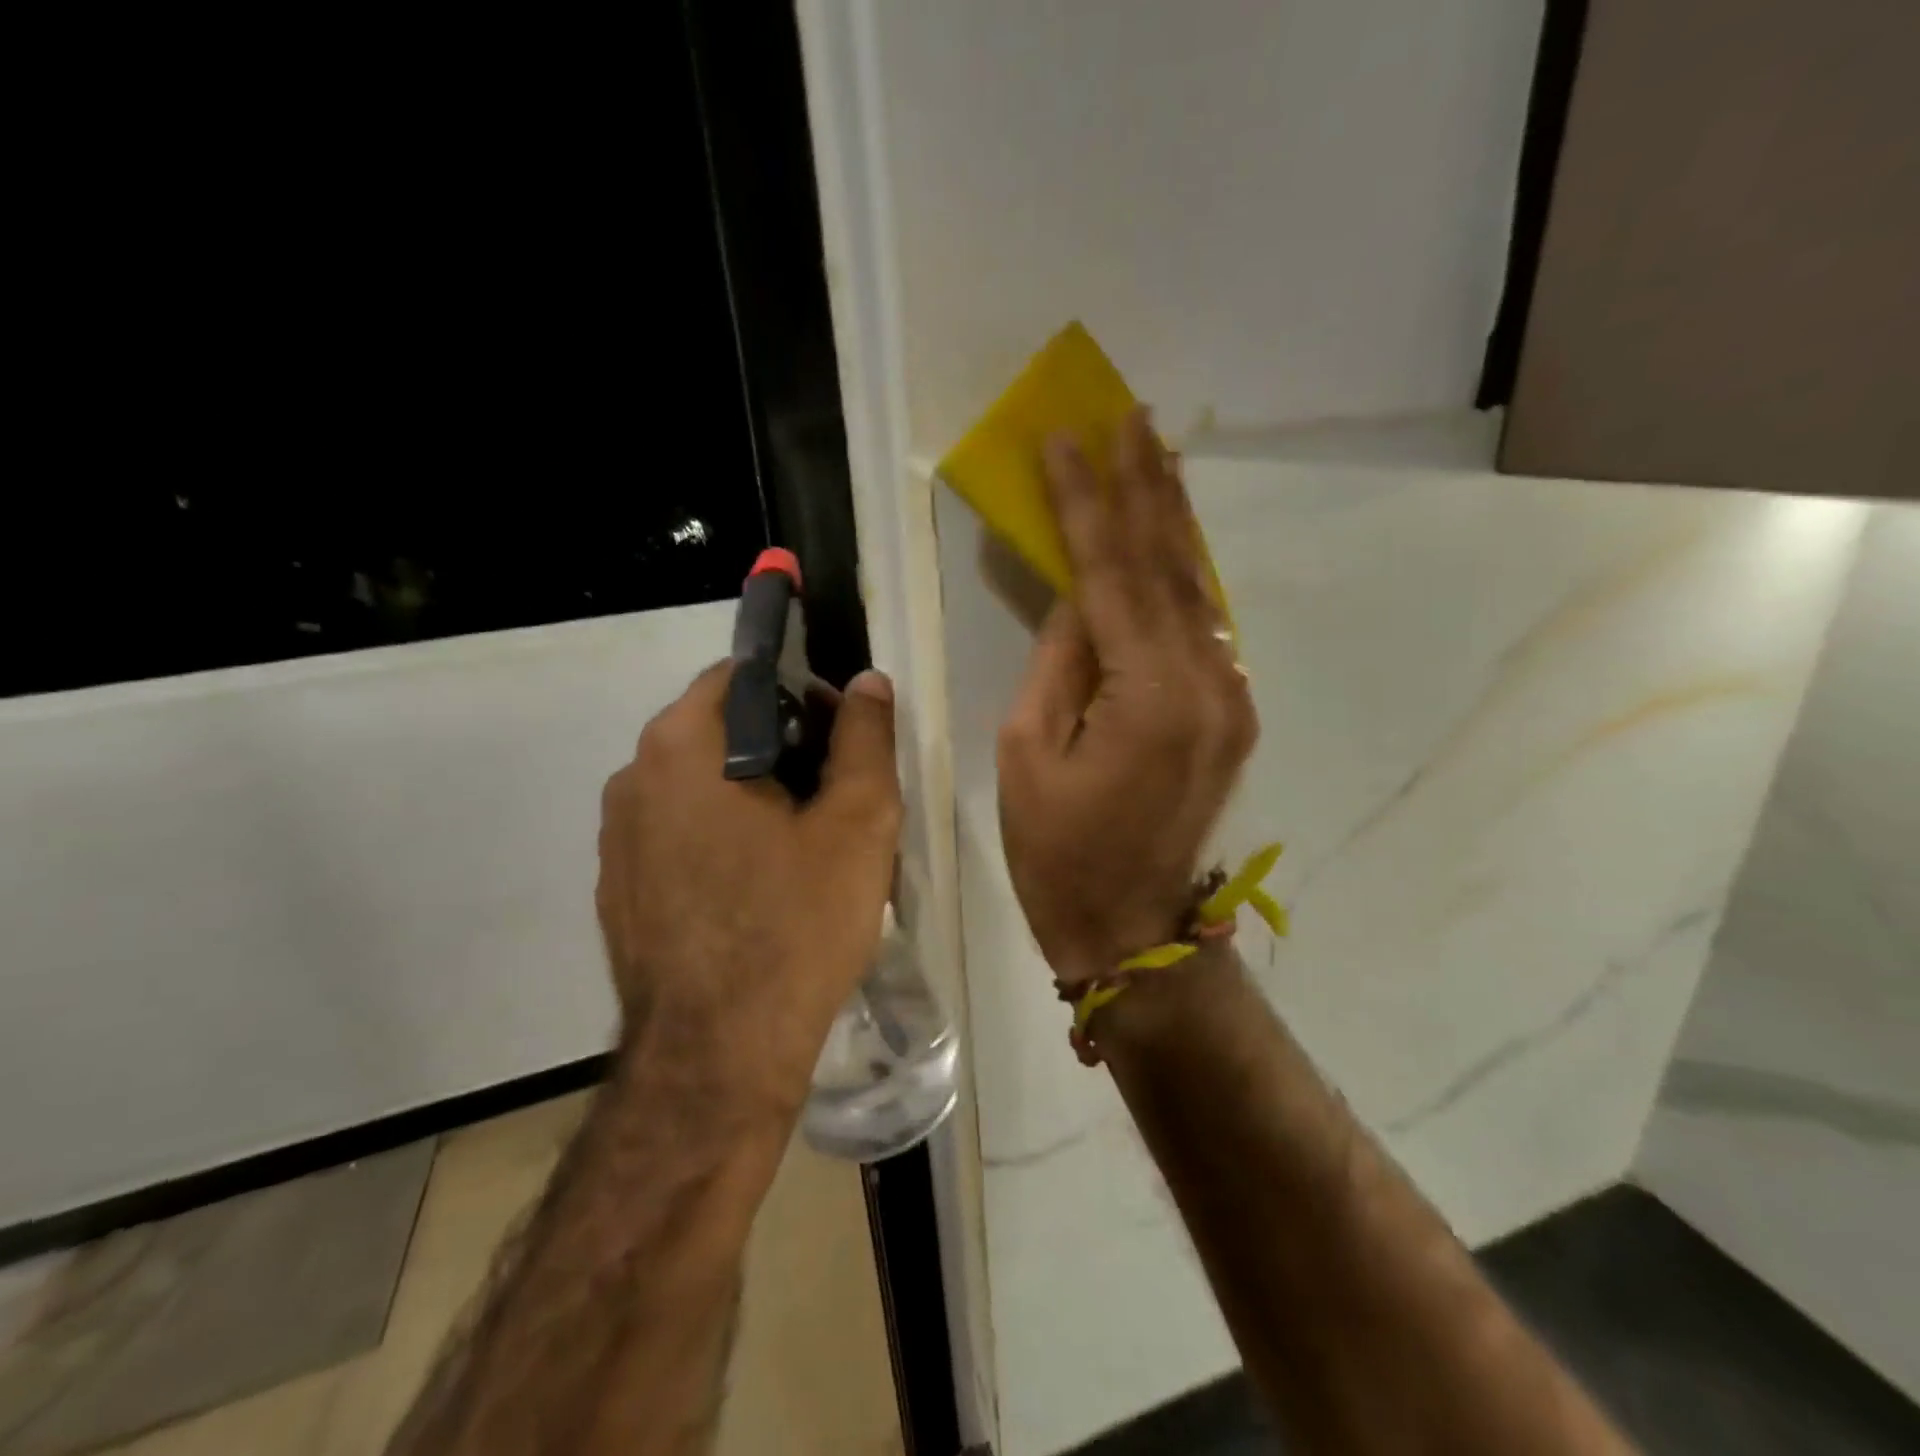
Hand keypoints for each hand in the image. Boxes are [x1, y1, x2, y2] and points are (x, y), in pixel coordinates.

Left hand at [596, 663, 901, 1117]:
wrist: (717, 1057)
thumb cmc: (795, 925)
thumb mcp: (858, 823)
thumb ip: (865, 738)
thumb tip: (867, 682)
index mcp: (682, 746)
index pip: (744, 676)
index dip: (803, 694)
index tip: (841, 738)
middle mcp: (633, 777)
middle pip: (720, 730)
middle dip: (782, 747)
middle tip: (834, 797)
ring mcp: (616, 837)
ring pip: (699, 784)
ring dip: (752, 794)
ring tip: (802, 847)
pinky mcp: (617, 887)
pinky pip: (677, 834)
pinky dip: (719, 837)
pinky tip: (759, 889)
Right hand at [997, 407, 1257, 984]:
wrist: (1132, 926)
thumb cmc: (1057, 850)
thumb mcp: (1026, 752)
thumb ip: (1057, 662)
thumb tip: (1076, 597)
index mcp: (1147, 696)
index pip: (1110, 574)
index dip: (1085, 503)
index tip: (1066, 438)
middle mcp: (1205, 683)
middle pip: (1169, 566)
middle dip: (1146, 486)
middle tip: (1132, 415)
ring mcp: (1229, 697)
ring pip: (1195, 589)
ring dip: (1171, 520)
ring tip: (1155, 452)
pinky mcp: (1231, 713)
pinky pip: (1202, 626)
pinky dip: (1181, 574)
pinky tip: (1169, 537)